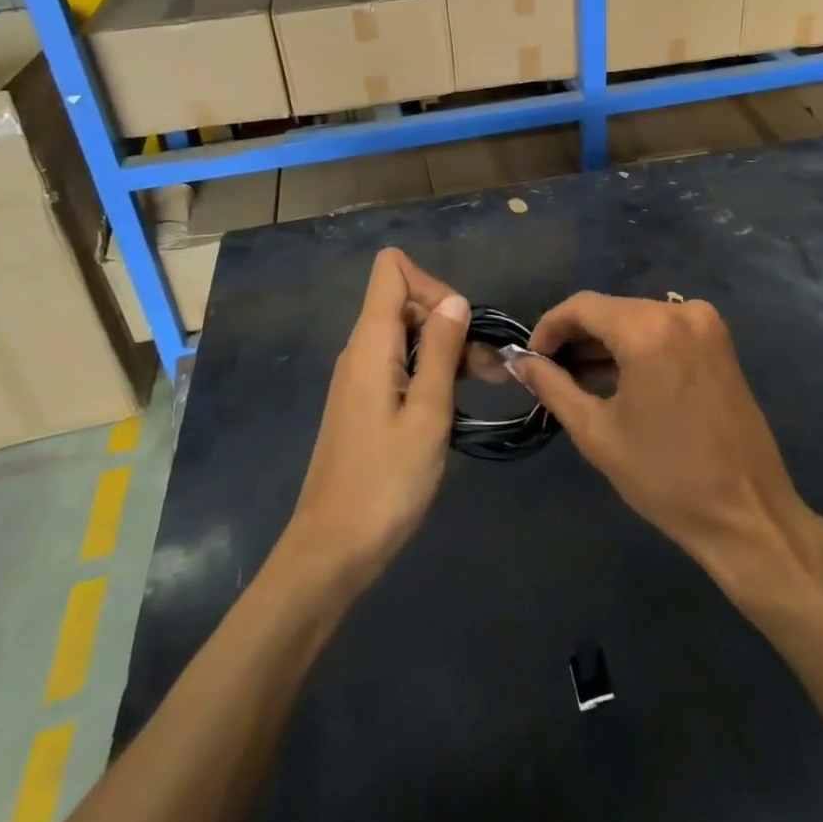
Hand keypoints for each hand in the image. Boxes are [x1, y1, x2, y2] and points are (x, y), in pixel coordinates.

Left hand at [282, 249, 468, 594]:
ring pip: (409, 336)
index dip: (432, 283)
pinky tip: (459, 402)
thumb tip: (456, 299)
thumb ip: (442, 351)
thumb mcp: (428, 413)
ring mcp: (361, 377)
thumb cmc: (385, 482)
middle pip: (406, 302)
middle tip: (490, 367)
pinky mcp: (365, 402)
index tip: (460, 326)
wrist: (332, 551)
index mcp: (371, 343)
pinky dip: (433, 372)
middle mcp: (361, 350)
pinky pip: (401, 364)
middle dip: (451, 321)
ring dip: (449, 350)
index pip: (392, 270)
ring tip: (489, 383)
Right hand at [512, 293, 811, 578]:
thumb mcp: (597, 432)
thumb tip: (521, 362)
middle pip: (612, 309)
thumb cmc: (665, 477)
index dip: (549, 327)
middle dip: (577, 337)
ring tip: (579, 380)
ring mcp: (707, 324)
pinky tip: (620, 379)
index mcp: (650, 328)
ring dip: (606, 343)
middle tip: (551, 374)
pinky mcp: (720, 343)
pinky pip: (665, 331)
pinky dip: (638, 347)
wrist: (747, 512)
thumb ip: (553, 386)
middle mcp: (681, 311)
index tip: (531, 359)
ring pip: (638, 318)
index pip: (583, 305)